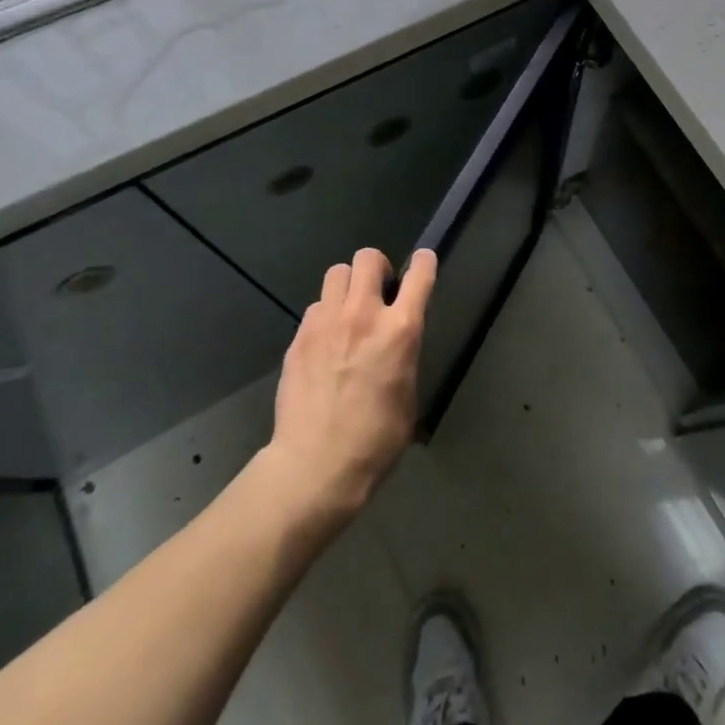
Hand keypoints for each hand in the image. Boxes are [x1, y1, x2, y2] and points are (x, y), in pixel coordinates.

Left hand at [267, 247, 434, 519]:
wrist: (315, 466)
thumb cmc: (375, 440)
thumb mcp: (408, 394)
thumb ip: (403, 355)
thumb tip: (396, 344)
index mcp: (400, 330)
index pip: (419, 275)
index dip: (424, 263)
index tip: (423, 262)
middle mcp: (363, 315)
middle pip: (367, 258)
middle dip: (377, 267)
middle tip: (378, 291)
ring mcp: (326, 323)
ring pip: (336, 273)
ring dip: (347, 286)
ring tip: (348, 312)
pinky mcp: (299, 338)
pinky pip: (315, 308)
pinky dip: (325, 316)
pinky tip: (325, 343)